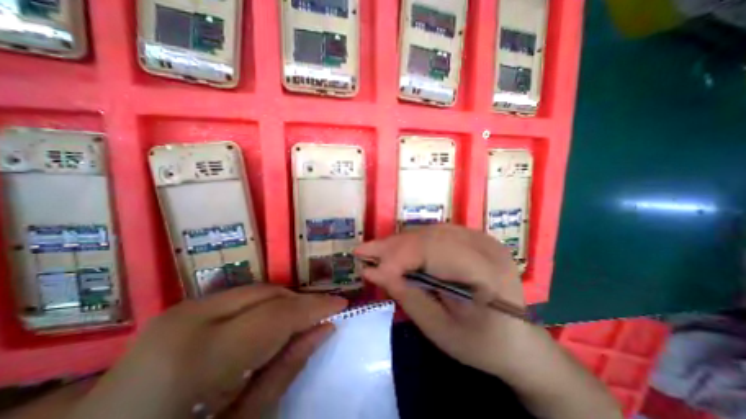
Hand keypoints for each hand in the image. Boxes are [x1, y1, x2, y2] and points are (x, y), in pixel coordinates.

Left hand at [68, 285, 346, 418]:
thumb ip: (285, 369)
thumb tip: (325, 329)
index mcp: (199, 356)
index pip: (279, 314)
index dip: (315, 306)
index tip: (342, 304)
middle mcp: (191, 318)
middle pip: (269, 294)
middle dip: (302, 301)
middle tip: (323, 314)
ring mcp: (183, 309)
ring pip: (258, 290)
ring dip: (285, 302)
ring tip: (301, 319)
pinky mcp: (183, 309)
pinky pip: (242, 296)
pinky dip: (265, 303)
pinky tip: (273, 320)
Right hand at [354, 225, 526, 381]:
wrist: (518, 341)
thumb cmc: (480, 344)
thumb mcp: (439, 329)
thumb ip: (406, 296)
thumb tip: (373, 272)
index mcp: (486, 271)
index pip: (434, 250)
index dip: (398, 257)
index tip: (369, 269)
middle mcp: (485, 245)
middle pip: (429, 236)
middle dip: (392, 246)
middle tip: (363, 252)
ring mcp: (480, 238)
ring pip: (429, 231)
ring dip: (399, 242)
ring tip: (375, 251)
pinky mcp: (472, 238)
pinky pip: (435, 233)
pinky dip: (412, 241)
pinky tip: (397, 250)